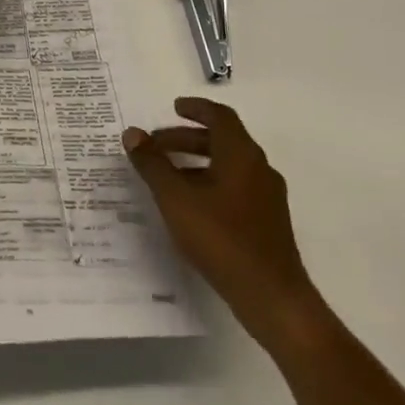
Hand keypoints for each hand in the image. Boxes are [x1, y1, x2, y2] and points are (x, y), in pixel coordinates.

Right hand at [123, 98, 313, 329]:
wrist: (271, 296)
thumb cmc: (221, 238)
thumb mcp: (176, 198)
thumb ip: (153, 164)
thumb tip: (132, 134)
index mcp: (241, 154)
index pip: (220, 116)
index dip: (196, 108)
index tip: (173, 107)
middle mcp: (258, 168)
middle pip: (222, 140)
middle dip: (186, 138)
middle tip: (155, 145)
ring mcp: (266, 196)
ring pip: (227, 165)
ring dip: (196, 162)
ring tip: (166, 176)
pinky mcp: (267, 221)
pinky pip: (234, 187)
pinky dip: (209, 182)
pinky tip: (189, 205)